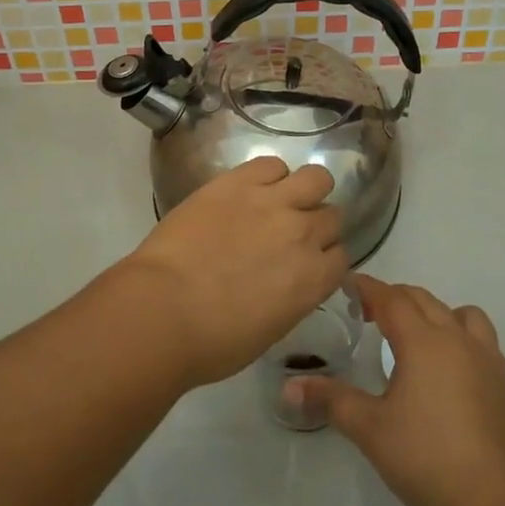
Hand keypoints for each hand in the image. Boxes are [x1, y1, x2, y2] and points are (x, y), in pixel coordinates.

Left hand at [115, 156, 347, 388]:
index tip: (305, 263)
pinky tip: (251, 188)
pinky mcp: (238, 182)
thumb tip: (287, 281)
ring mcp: (272, 202)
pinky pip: (271, 164)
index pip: (341, 256)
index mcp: (313, 279)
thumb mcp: (269, 330)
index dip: (324, 258)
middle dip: (316, 225)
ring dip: (305, 190)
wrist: (163, 309)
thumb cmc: (212, 341)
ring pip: (316, 179)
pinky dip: (268, 175)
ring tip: (280, 200)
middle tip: (288, 234)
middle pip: (331, 216)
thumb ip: (291, 298)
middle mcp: (303, 234)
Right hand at [290, 276, 504, 505]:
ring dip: (433, 312)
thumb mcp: (370, 430)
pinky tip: (449, 367)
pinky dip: (460, 336)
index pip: (391, 298)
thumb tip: (289, 387)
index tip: (347, 286)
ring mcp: (486, 358)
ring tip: (415, 336)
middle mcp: (456, 338)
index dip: (368, 288)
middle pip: (423, 299)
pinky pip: (480, 339)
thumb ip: (331, 401)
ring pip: (458, 313)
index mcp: (423, 340)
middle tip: (369, 314)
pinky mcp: (504, 382)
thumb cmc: (428, 458)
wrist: (499, 502)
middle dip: (394, 298)